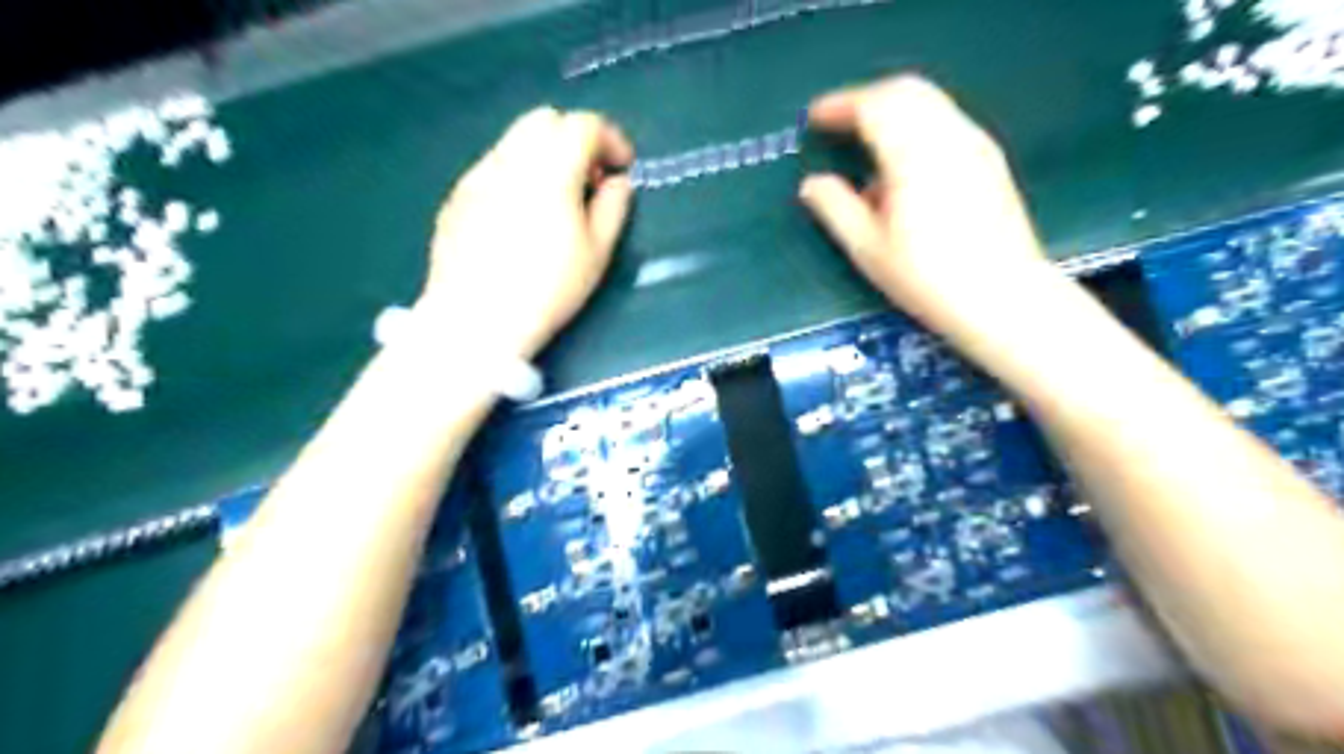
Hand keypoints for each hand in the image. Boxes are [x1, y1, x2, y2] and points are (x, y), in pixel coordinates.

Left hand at [420, 107, 631, 361]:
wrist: (476, 321)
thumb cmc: (548, 289)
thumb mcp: (597, 253)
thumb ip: (614, 207)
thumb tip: (617, 183)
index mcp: (550, 169)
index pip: (584, 125)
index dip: (611, 139)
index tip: (623, 167)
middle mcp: (509, 159)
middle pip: (545, 119)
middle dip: (575, 138)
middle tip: (589, 179)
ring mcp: (476, 176)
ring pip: (515, 141)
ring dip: (544, 155)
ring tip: (556, 200)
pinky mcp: (456, 197)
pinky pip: (493, 167)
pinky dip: (517, 175)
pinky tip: (520, 217)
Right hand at [796, 75, 1059, 345]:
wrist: (1002, 297)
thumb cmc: (928, 277)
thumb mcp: (868, 248)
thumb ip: (835, 208)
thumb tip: (812, 184)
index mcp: (914, 153)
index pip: (873, 106)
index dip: (839, 105)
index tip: (814, 118)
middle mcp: (948, 135)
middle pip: (905, 91)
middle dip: (866, 99)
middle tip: (838, 122)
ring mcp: (975, 143)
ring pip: (930, 101)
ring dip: (893, 109)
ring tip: (867, 140)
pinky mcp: (989, 158)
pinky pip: (946, 120)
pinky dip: (916, 123)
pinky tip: (905, 162)